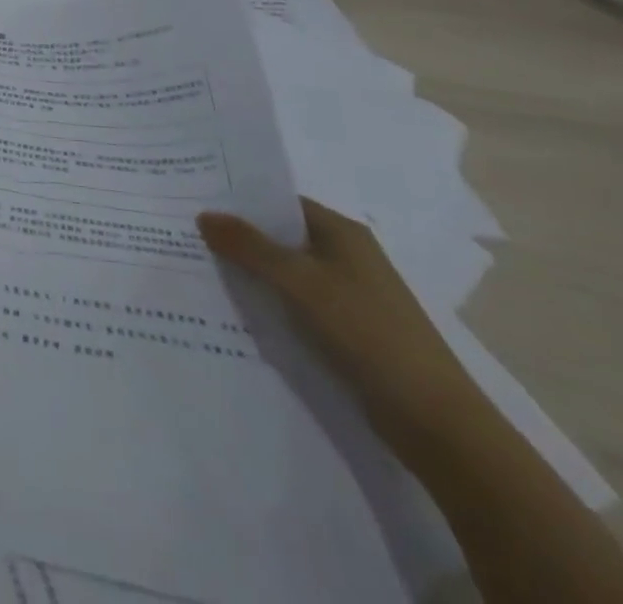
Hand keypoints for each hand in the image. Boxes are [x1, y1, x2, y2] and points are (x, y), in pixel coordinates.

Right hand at [197, 198, 482, 448]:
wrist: (435, 422)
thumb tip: (204, 215)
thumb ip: (249, 246)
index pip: (281, 202)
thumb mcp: (299, 282)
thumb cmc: (367, 332)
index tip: (195, 200)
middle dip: (239, 237)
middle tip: (186, 233)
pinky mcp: (348, 332)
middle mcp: (347, 257)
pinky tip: (237, 311)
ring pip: (286, 273)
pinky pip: (296, 305)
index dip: (240, 200)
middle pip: (281, 236)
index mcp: (342, 233)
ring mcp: (349, 296)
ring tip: (200, 269)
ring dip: (251, 273)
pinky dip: (270, 303)